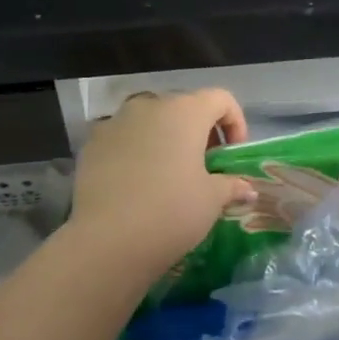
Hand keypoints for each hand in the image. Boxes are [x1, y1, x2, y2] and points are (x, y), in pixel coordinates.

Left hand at [66, 90, 255, 284]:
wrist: (107, 240)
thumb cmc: (171, 212)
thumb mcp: (211, 200)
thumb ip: (232, 185)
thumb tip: (246, 189)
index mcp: (186, 111)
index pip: (220, 99)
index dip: (235, 122)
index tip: (233, 153)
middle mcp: (150, 106)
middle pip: (184, 107)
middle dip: (198, 131)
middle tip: (204, 165)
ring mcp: (116, 121)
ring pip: (150, 120)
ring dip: (165, 137)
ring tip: (168, 172)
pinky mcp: (92, 143)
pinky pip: (123, 137)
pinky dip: (135, 150)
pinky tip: (136, 181)